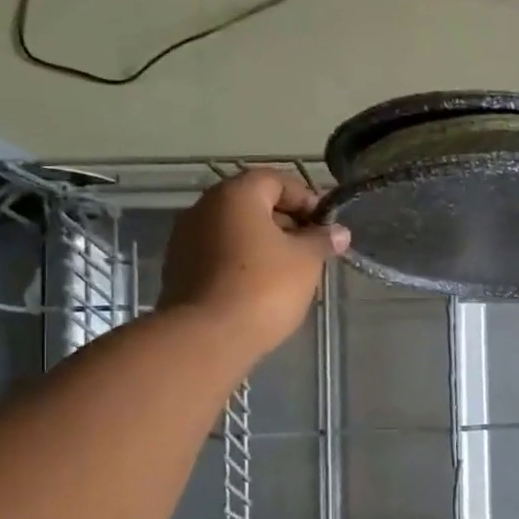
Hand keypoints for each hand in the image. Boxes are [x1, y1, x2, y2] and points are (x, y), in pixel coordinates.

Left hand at [156, 170, 349, 360]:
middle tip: (312, 250)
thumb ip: (322, 240)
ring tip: (290, 273)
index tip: (326, 226)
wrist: (207, 337)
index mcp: (235, 195)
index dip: (307, 199)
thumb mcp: (306, 261)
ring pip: (235, 231)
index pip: (276, 180)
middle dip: (286, 223)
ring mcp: (186, 239)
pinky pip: (219, 255)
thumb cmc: (264, 287)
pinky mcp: (179, 270)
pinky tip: (262, 288)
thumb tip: (338, 232)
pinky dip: (243, 263)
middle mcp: (204, 207)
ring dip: (264, 244)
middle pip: (253, 204)